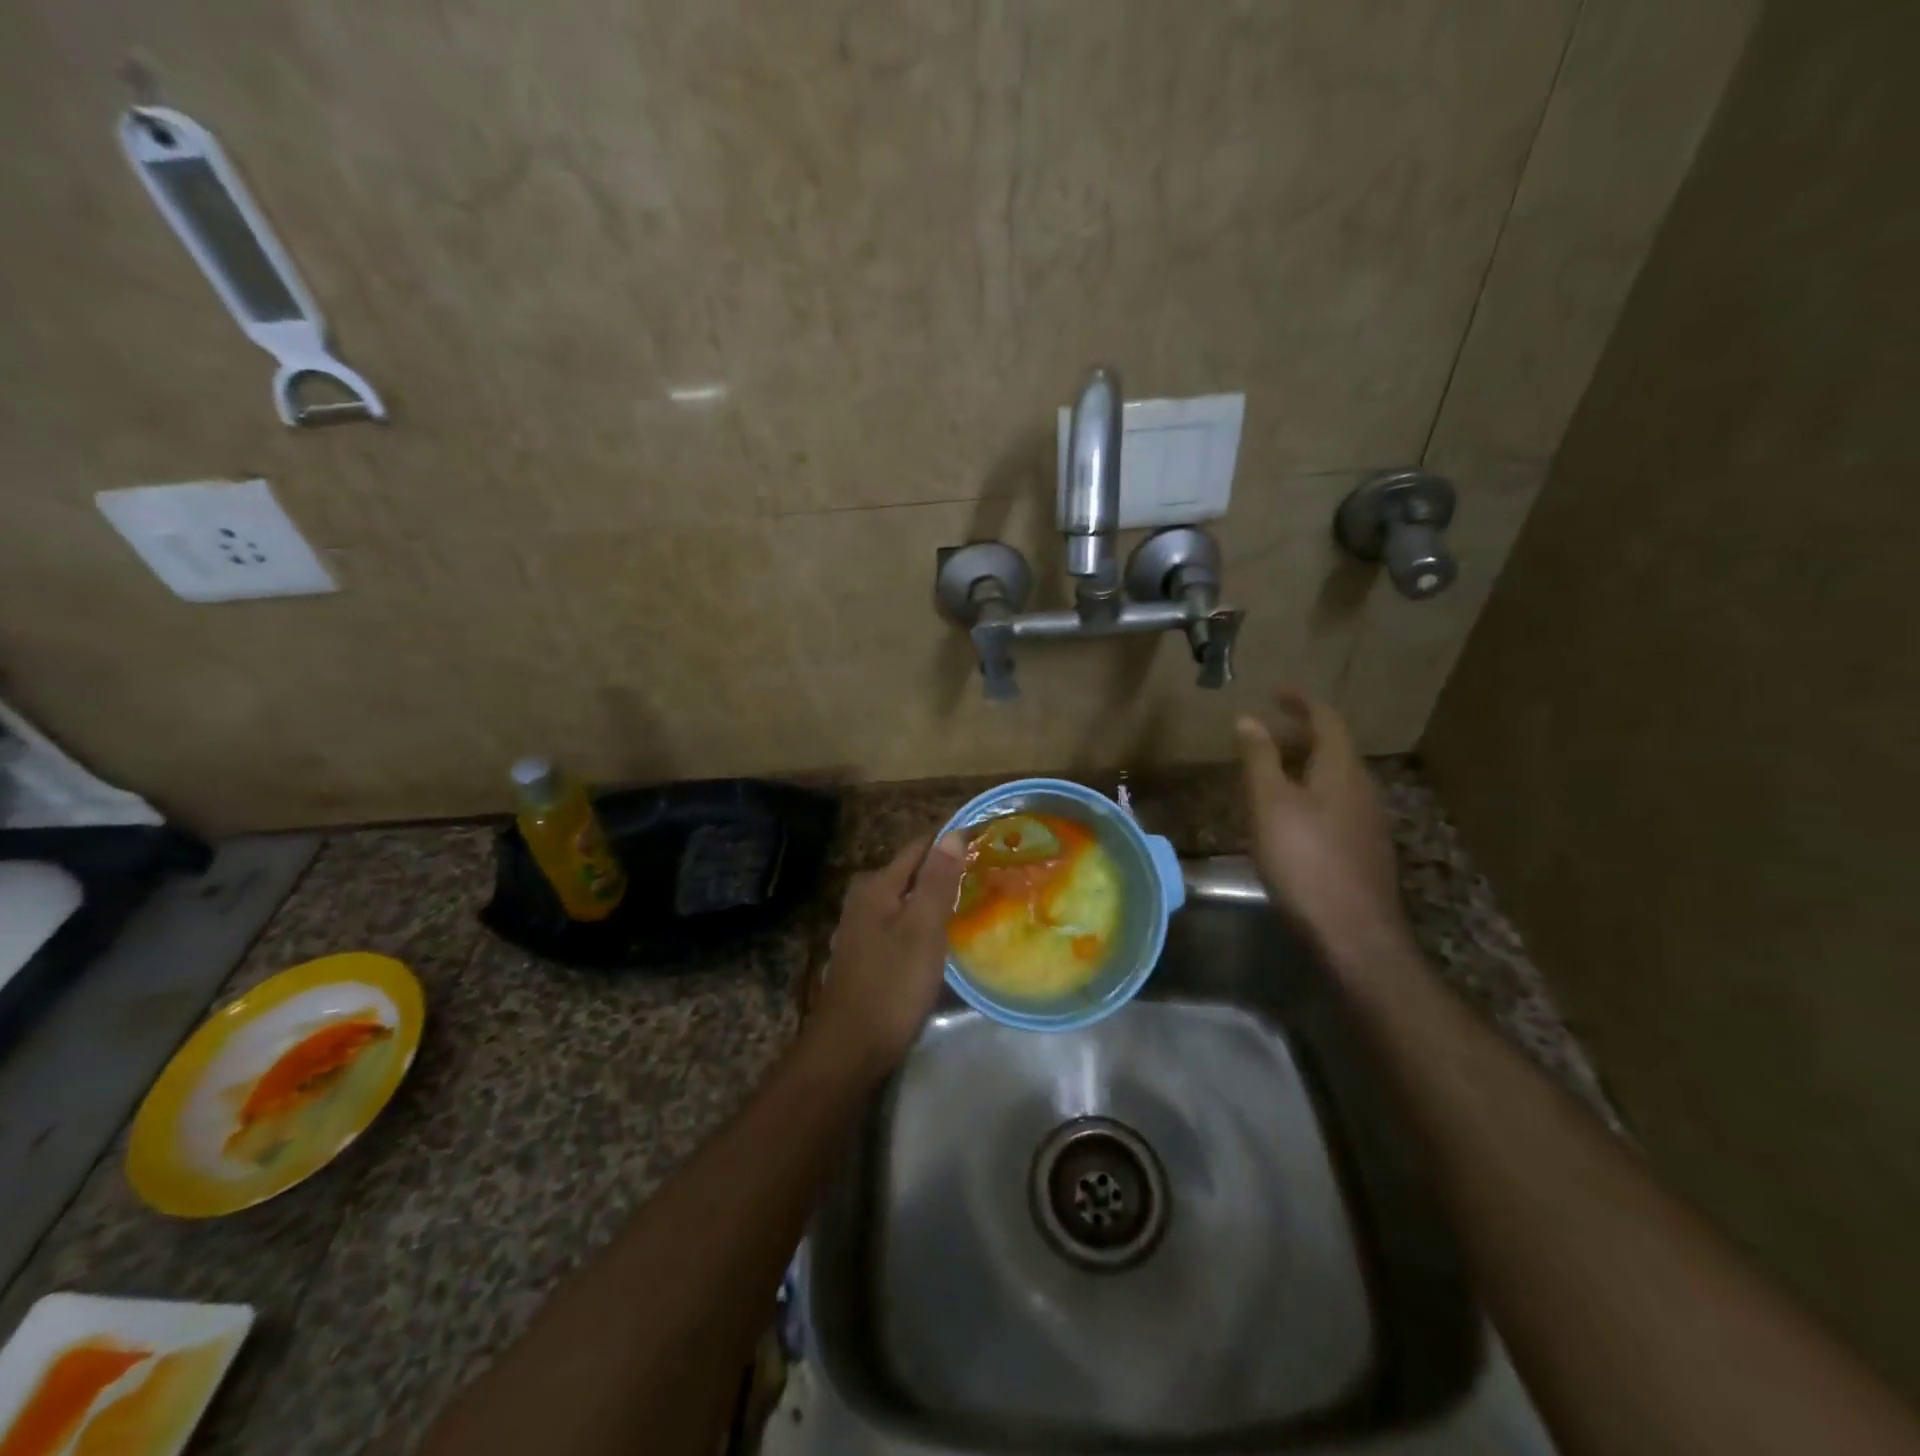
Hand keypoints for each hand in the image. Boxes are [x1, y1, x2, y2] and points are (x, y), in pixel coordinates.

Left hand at [811, 831, 966, 1075]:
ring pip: (905, 899)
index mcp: (876, 886)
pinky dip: (921, 920)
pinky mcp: (866, 954)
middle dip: (943, 867)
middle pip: (910, 872)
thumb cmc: (891, 985)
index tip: (985, 840)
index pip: (919, 847)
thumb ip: (937, 881)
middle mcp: (863, 898)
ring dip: (933, 895)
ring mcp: (861, 927)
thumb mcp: (922, 929)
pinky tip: (941, 934)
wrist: (850, 1047)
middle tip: (984, 871)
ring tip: (971, 898)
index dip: (950, 841)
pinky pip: (899, 922)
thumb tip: (952, 833)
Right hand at [1236, 688, 1410, 964]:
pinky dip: (1309, 794)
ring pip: (1333, 779)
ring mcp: (1367, 822)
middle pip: (1333, 748)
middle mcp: (1362, 789)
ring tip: (1268, 774)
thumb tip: (1248, 718)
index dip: (1301, 700)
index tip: (1275, 690)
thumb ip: (1259, 759)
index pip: (1326, 719)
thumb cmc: (1305, 860)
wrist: (1354, 932)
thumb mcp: (1270, 804)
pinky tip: (1287, 819)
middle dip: (1298, 734)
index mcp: (1341, 770)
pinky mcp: (1363, 851)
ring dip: (1303, 766)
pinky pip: (1335, 805)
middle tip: (1263, 734)